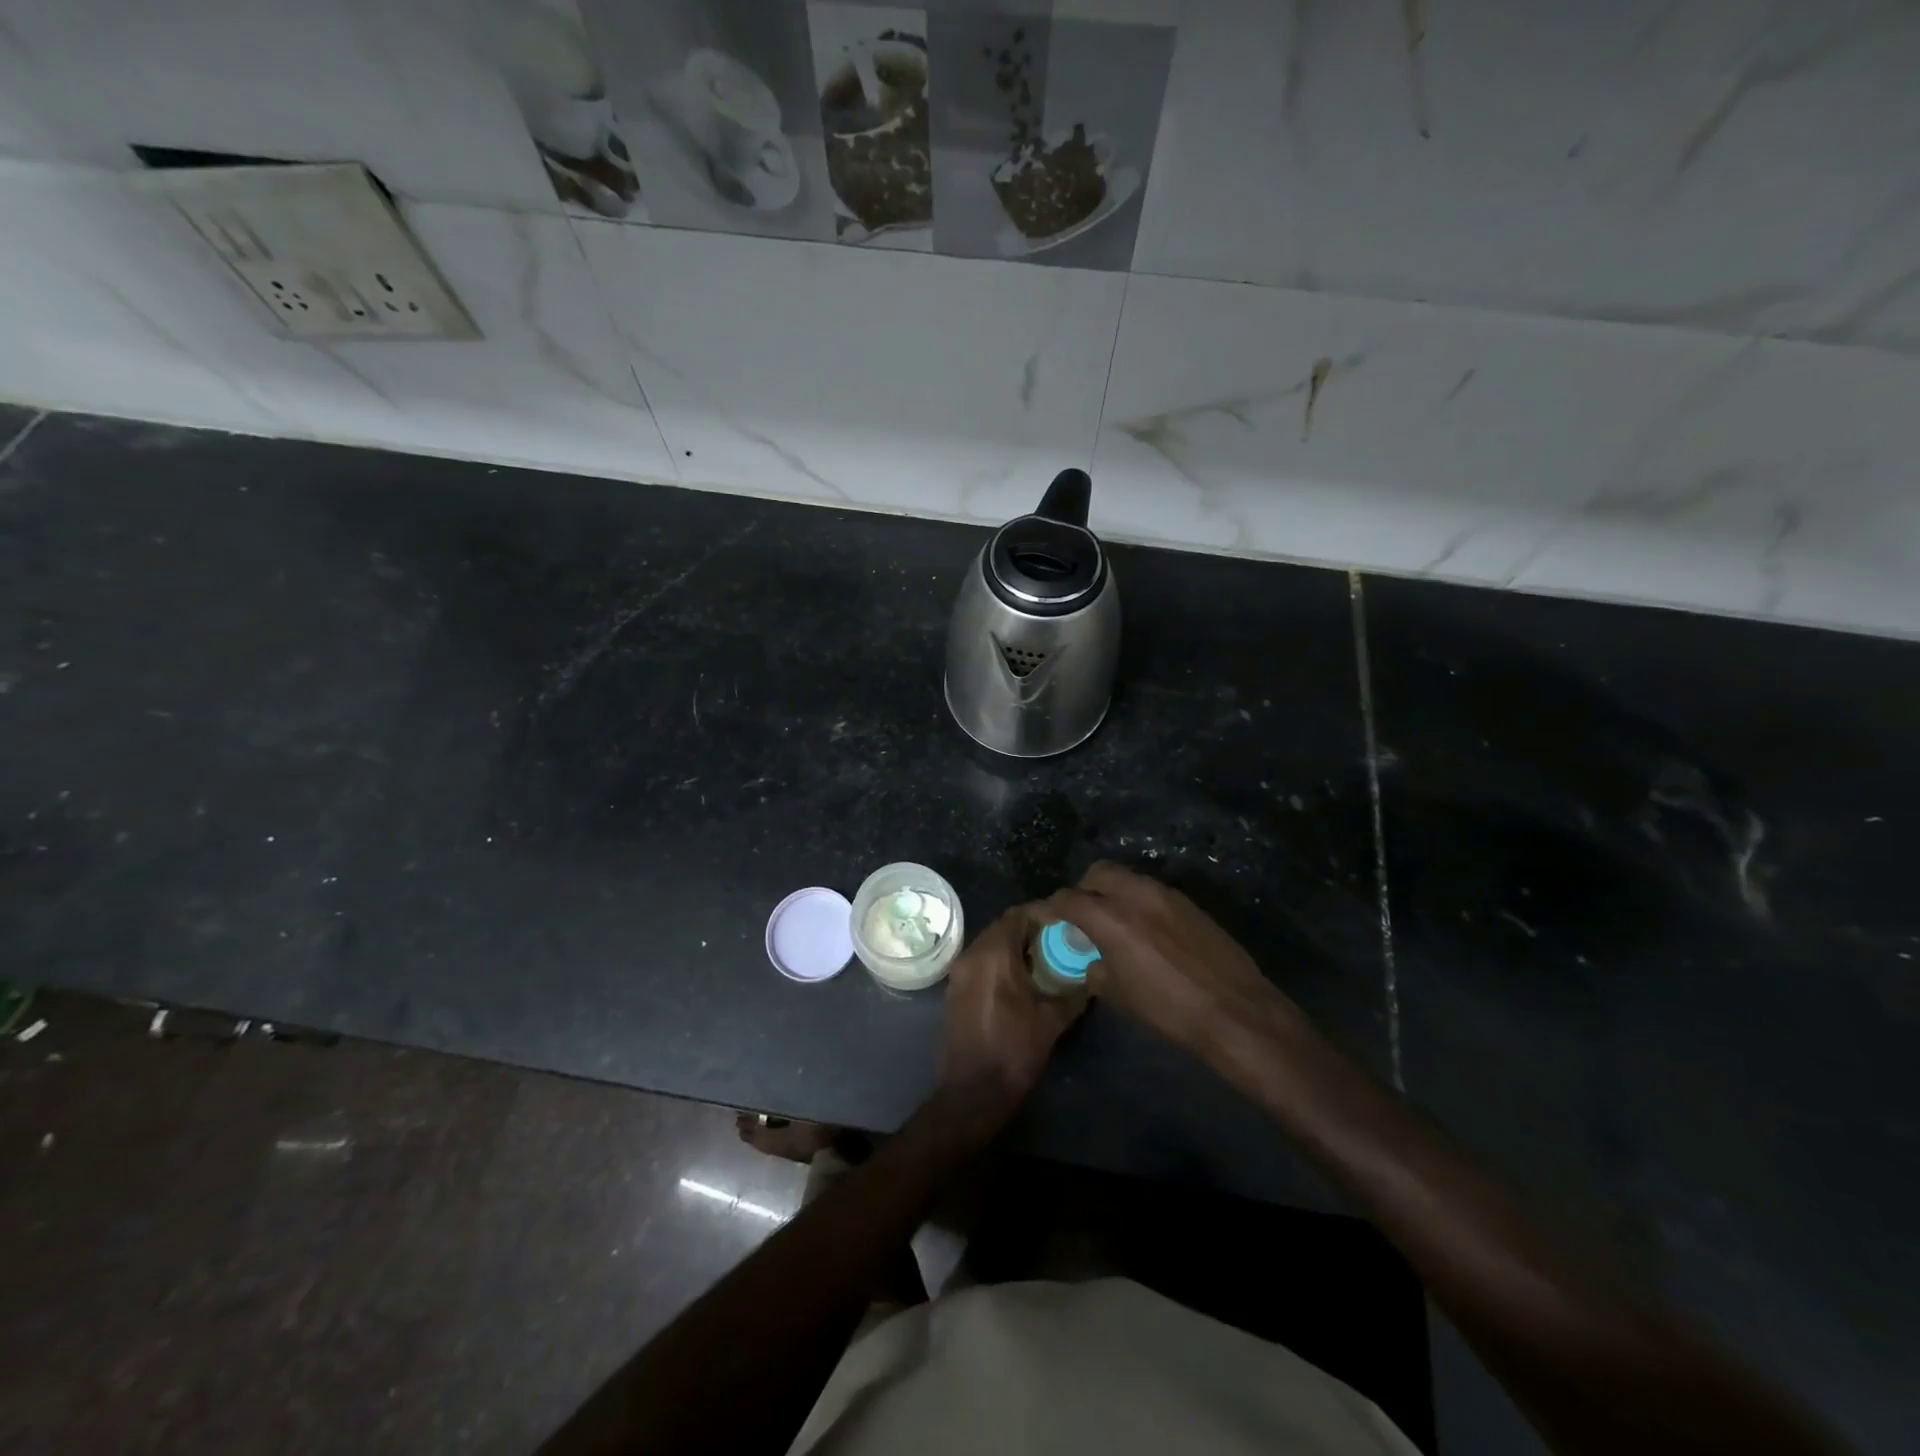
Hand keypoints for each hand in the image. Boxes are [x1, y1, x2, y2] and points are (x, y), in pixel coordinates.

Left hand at [940, 904, 1085, 1116]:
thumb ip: (1074, 992)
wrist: (974, 1092)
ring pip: (989, 943)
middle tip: (1057, 939)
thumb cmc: (1015, 1052)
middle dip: (1029, 929)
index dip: (1043, 915)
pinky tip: (1020, 978)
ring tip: (1042, 958)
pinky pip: (979, 960)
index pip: (1018, 915)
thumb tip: (1092, 976)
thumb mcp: (1053, 1020)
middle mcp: (972, 955)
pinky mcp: (955, 988)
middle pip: (1002, 926)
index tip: (1065, 922)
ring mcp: (959, 971)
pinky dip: (999, 960)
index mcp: (994, 954)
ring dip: (1013, 944)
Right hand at [1040, 862, 1299, 1055]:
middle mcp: (1136, 894)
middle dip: (1082, 888)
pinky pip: (1151, 891)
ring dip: (1111, 891)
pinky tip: (1143, 929)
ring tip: (1112, 920)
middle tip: (1079, 914)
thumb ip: (1095, 968)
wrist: (1235, 1011)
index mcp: (1111, 917)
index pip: (1068, 899)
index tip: (1041, 916)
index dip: (1049, 907)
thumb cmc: (1169, 1009)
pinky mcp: (1188, 903)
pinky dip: (1137, 900)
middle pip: (1098, 873)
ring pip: (1127, 878)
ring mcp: (1166, 894)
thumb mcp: (1119, 994)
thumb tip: (1091, 960)